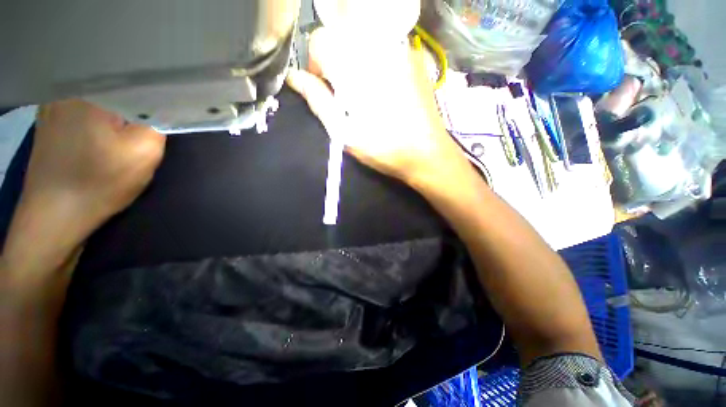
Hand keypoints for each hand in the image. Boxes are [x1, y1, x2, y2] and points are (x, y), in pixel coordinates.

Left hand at [27, 100, 164, 231]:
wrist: (54, 216)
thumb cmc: (99, 183)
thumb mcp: (143, 152)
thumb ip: (159, 123)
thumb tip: (165, 107)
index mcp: (92, 93)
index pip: (137, 84)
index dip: (158, 98)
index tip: (168, 114)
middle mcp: (69, 91)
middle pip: (118, 92)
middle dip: (137, 109)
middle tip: (144, 133)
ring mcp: (53, 106)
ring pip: (101, 102)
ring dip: (118, 116)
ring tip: (122, 138)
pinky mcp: (49, 123)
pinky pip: (84, 112)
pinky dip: (99, 121)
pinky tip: (100, 140)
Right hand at [286, 28, 470, 188]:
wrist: (427, 154)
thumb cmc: (384, 149)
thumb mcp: (345, 132)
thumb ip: (318, 101)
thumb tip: (294, 77)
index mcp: (357, 67)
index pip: (320, 39)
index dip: (316, 65)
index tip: (327, 91)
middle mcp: (379, 47)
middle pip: (341, 37)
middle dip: (336, 63)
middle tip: (348, 96)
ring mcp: (401, 49)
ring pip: (362, 41)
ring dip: (356, 63)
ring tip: (367, 95)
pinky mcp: (414, 58)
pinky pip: (384, 47)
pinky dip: (375, 63)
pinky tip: (384, 89)